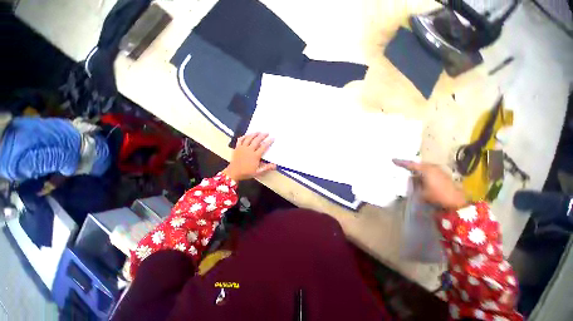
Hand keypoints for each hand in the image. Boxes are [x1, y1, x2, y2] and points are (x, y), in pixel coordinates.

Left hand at [223, 133, 276, 180]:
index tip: (272, 138)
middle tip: (267, 132)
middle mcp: (249, 150)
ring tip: (258, 131)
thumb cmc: (247, 172)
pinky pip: (240, 140)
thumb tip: (275, 165)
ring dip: (254, 134)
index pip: (263, 147)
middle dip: (262, 135)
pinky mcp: (237, 147)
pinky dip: (244, 136)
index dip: (269, 142)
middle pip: (257, 140)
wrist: (234, 172)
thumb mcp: (258, 172)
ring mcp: (242, 148)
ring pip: (249, 138)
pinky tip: (247, 135)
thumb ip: (267, 168)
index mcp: (255, 156)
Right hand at [393, 159, 467, 209]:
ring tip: (410, 173)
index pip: (411, 164)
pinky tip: (420, 178)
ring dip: (417, 170)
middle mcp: (433, 167)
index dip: (401, 162)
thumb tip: (411, 179)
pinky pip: (429, 171)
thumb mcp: (421, 192)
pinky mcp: (443, 175)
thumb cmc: (437, 196)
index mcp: (426, 170)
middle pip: (418, 165)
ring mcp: (439, 170)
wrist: (457, 202)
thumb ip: (414, 184)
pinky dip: (423, 173)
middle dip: (410, 166)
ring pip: (424, 168)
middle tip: (402, 166)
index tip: (393, 160)